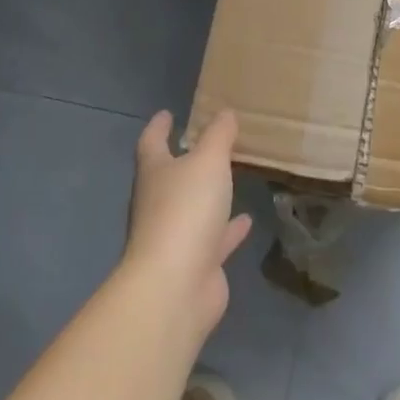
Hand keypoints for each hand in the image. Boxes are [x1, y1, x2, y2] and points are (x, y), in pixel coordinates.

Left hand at [124, 109, 252, 337]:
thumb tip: (224, 113)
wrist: (175, 286)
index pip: (152, 143)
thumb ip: (218, 135)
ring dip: (208, 194)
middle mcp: (158, 203)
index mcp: (155, 174)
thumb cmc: (186, 211)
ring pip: (193, 207)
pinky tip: (247, 220)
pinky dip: (228, 229)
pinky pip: (214, 239)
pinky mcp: (195, 263)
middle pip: (169, 176)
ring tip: (230, 176)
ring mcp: (175, 236)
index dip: (159, 127)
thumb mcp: (208, 161)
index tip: (167, 114)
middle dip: (185, 160)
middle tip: (208, 143)